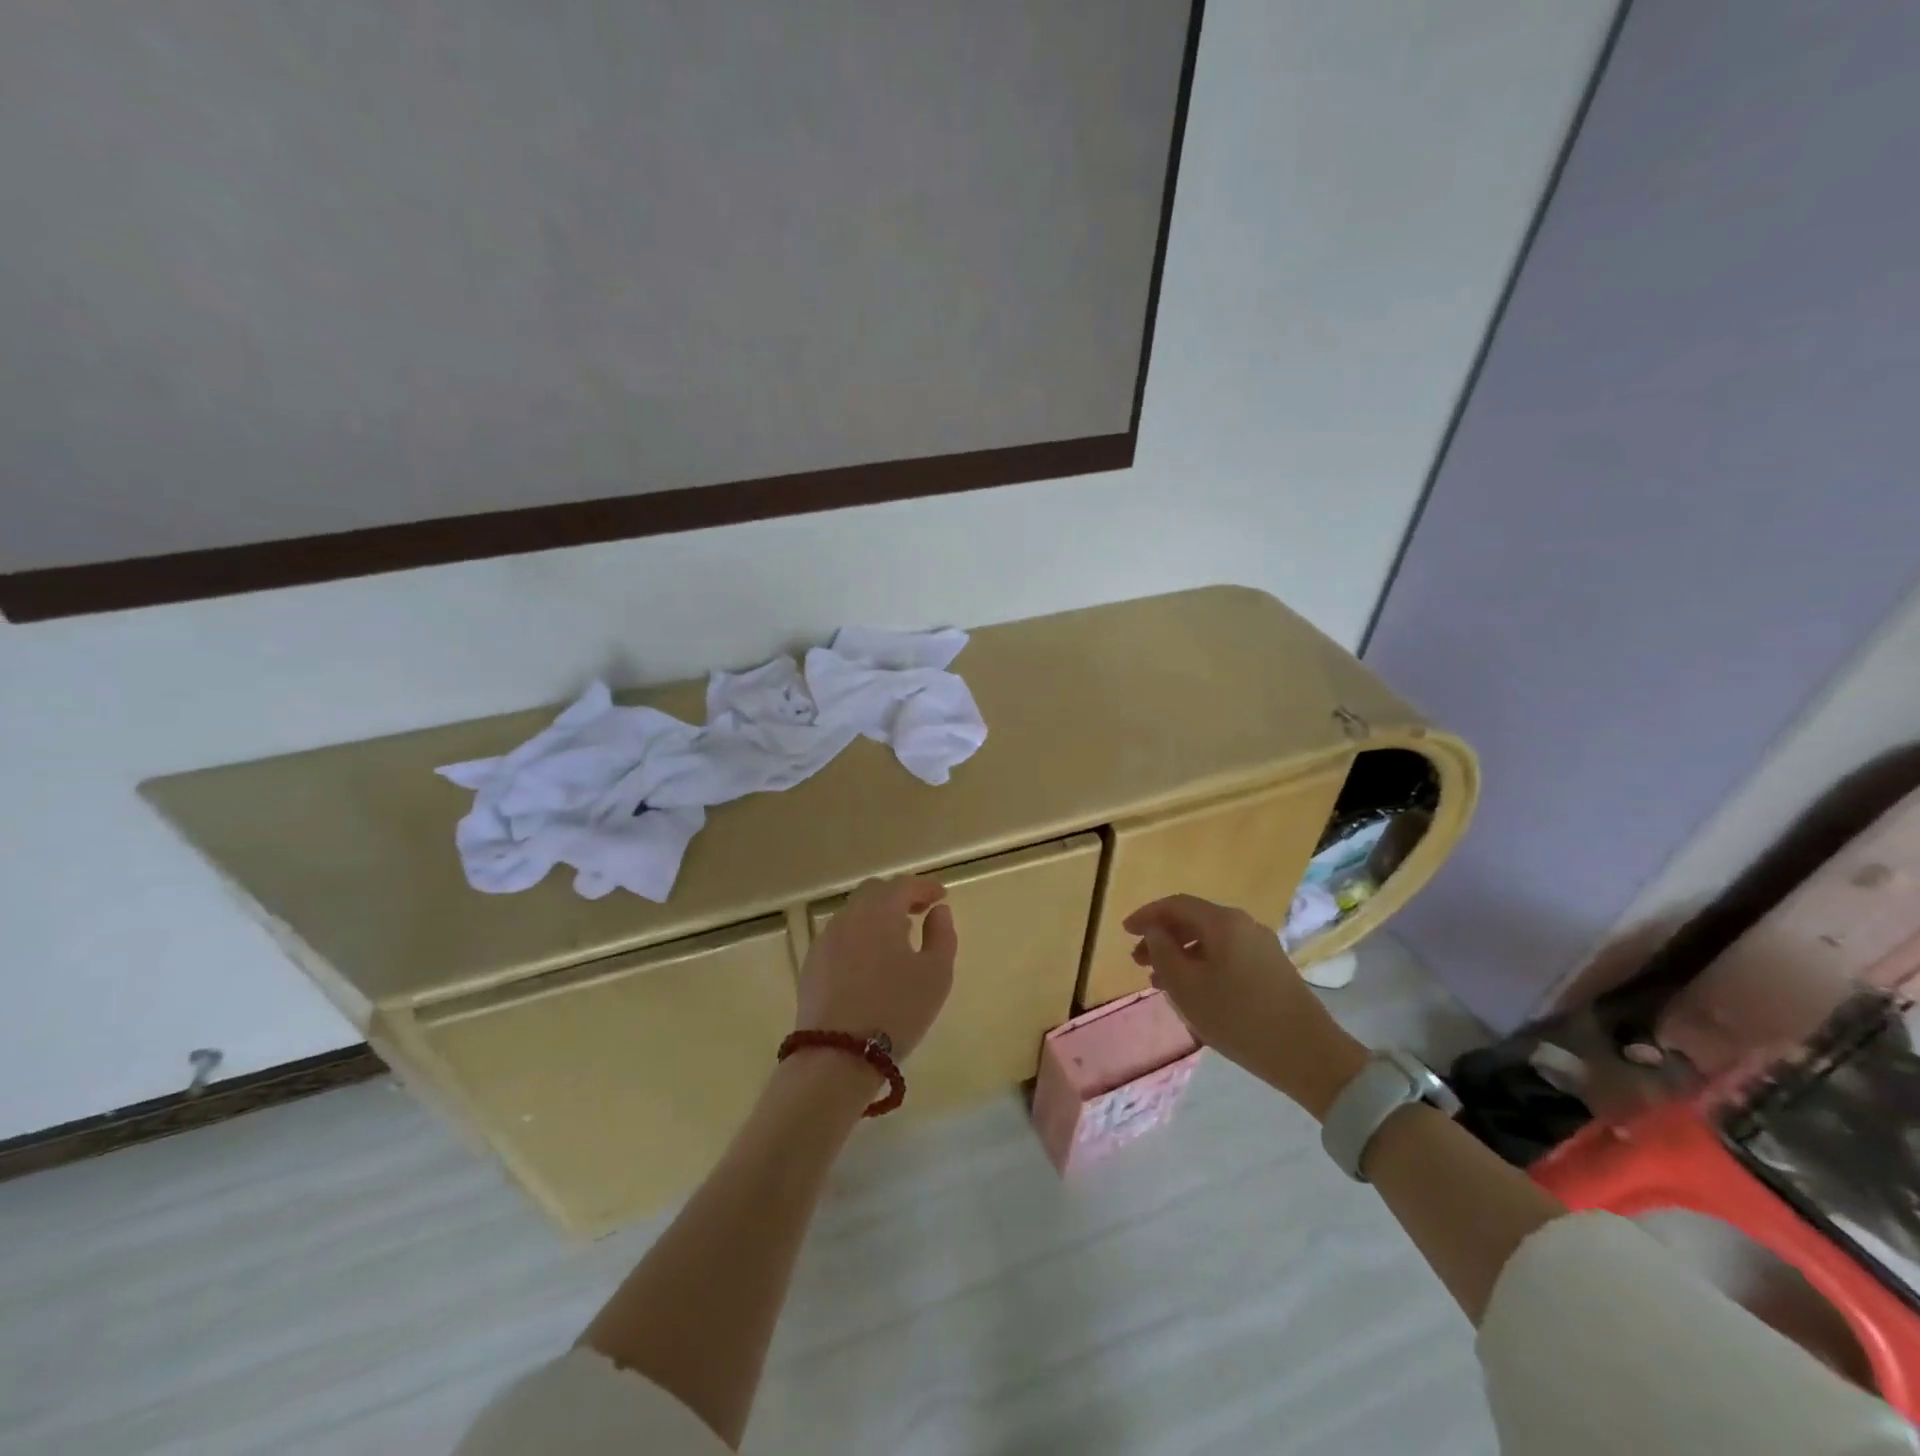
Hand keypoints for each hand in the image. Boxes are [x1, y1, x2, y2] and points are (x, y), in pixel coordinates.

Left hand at [796, 876, 956, 1060]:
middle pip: (874, 893)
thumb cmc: (896, 1010)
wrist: (837, 1055)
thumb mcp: (936, 974)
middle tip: (919, 911)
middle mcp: (848, 917)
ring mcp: (825, 941)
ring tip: (897, 938)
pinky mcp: (812, 965)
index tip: (941, 896)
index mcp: (879, 912)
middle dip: (898, 896)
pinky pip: (840, 938)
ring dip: (877, 917)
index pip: (904, 885)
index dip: (925, 887)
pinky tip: (870, 962)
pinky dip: (859, 937)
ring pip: (854, 915)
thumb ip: (942, 935)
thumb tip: (938, 911)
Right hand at [1124, 894, 1367, 1119]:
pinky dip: (1201, 963)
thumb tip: (1155, 932)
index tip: (1124, 931)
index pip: (1176, 905)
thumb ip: (1163, 953)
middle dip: (1162, 936)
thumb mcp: (1187, 987)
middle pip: (1194, 920)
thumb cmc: (1238, 1017)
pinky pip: (1226, 953)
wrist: (1308, 1054)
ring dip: (1181, 953)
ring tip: (1160, 981)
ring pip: (1210, 939)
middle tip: (1138, 960)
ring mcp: (1261, 945)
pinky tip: (1193, 989)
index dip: (1147, 915)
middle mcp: (1243, 924)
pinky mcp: (1271, 967)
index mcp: (1222, 922)